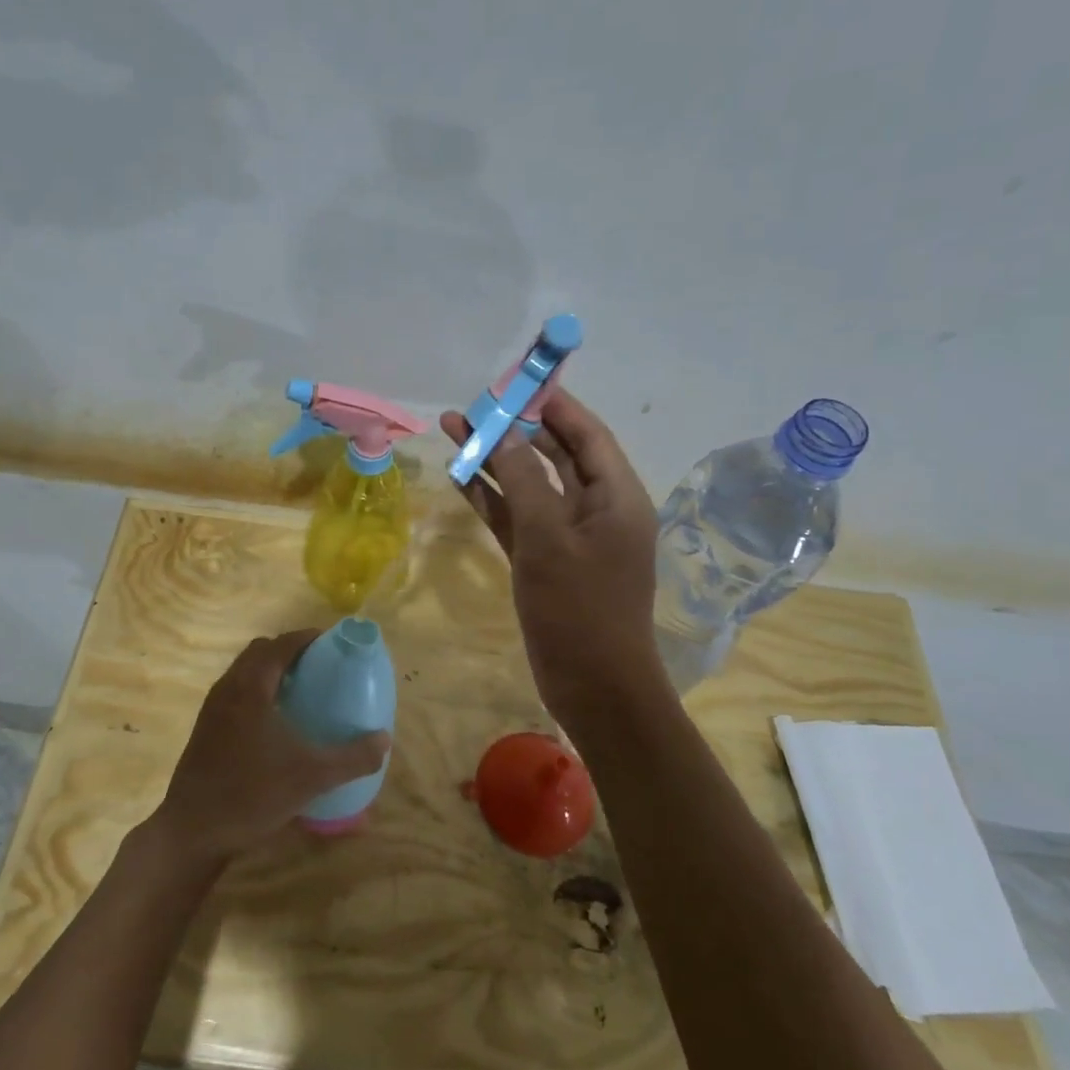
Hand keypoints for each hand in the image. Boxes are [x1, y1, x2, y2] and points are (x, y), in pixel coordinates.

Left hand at [148, 631, 390, 868]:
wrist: (192, 831)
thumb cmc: (251, 794)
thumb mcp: (311, 777)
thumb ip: (352, 758)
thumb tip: (384, 740)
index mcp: (251, 687)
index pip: (281, 644)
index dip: (308, 638)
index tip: (333, 643)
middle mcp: (228, 688)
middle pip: (260, 652)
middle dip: (289, 651)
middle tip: (319, 667)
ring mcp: (212, 709)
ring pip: (244, 672)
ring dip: (271, 671)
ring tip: (301, 691)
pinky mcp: (205, 729)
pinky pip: (235, 692)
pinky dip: (258, 691)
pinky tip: (275, 723)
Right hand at [442, 392, 663, 725]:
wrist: (593, 686)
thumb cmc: (580, 608)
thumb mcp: (549, 536)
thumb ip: (525, 479)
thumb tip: (506, 431)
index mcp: (616, 496)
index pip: (586, 435)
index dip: (552, 405)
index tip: (514, 383)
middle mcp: (595, 509)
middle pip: (554, 455)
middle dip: (514, 429)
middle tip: (472, 406)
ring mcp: (568, 537)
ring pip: (529, 486)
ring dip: (495, 461)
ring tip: (453, 430)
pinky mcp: (545, 560)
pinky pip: (517, 519)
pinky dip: (492, 499)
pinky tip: (461, 478)